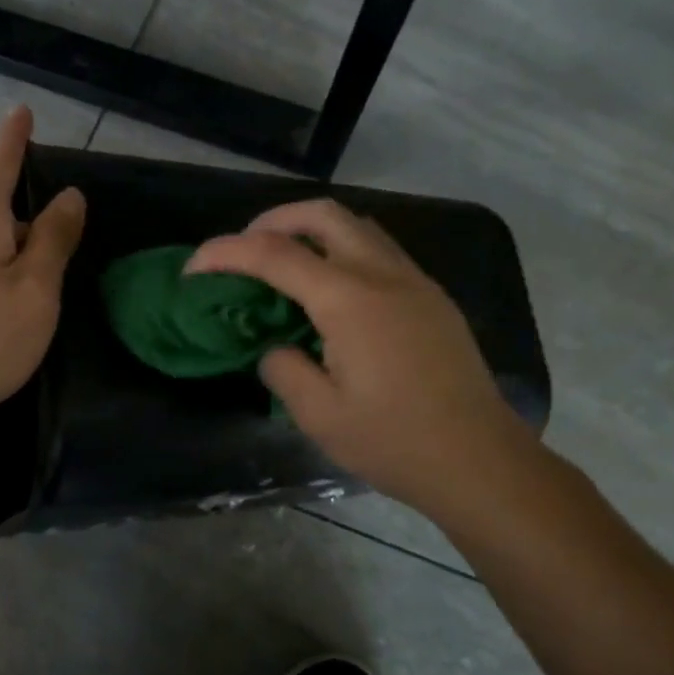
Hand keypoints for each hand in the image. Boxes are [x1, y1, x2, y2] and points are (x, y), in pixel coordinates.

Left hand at [0, 107, 84, 434]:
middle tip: (68, 228)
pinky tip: (17, 285)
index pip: (1, 161)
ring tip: (49, 263)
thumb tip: (69, 196)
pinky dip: (1, 254)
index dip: (16, 136)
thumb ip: (55, 237)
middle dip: (28, 201)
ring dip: (17, 235)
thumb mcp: (37, 288)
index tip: (23, 110)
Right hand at [187, 199, 528, 515]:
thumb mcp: (319, 415)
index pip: (274, 254)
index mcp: (349, 299)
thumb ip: (283, 368)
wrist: (479, 460)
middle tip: (243, 249)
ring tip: (283, 264)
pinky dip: (341, 250)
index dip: (226, 253)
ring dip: (311, 230)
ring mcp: (414, 281)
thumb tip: (275, 347)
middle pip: (322, 214)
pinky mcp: (431, 297)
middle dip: (272, 220)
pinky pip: (378, 250)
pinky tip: (330, 291)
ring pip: (356, 226)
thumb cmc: (395, 442)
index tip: (194, 269)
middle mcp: (382, 274)